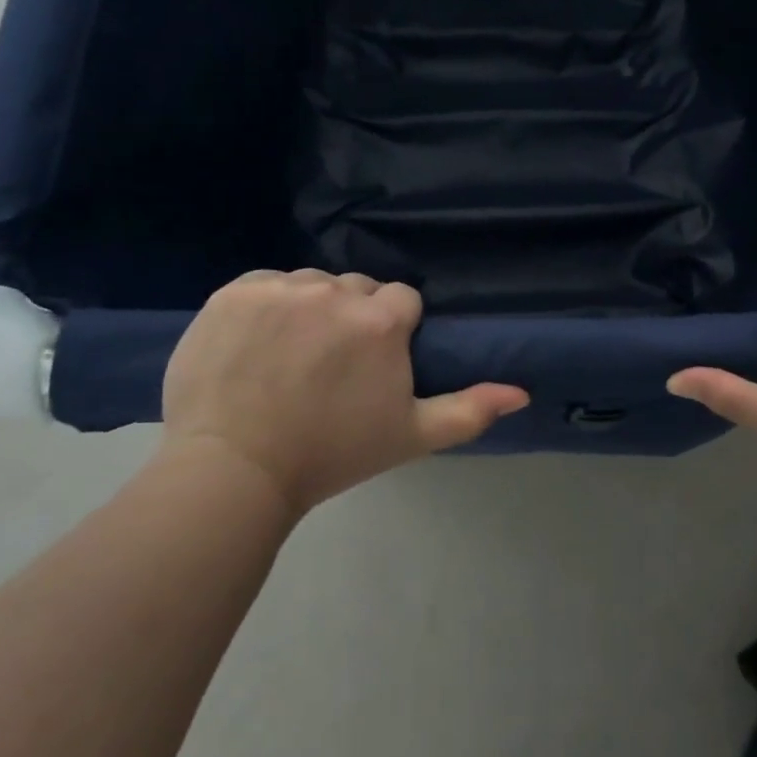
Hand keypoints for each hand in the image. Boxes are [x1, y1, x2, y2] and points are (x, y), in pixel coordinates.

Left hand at [162, 270, 528, 514]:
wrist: (234, 473)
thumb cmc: (330, 455)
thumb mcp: (409, 436)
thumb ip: (469, 410)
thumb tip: (522, 392)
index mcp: (381, 321)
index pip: (401, 300)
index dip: (392, 330)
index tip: (372, 364)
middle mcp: (335, 292)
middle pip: (355, 288)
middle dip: (351, 316)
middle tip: (329, 365)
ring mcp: (281, 289)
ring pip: (310, 284)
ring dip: (308, 308)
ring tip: (288, 356)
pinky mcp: (235, 293)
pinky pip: (265, 285)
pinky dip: (265, 306)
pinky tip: (254, 343)